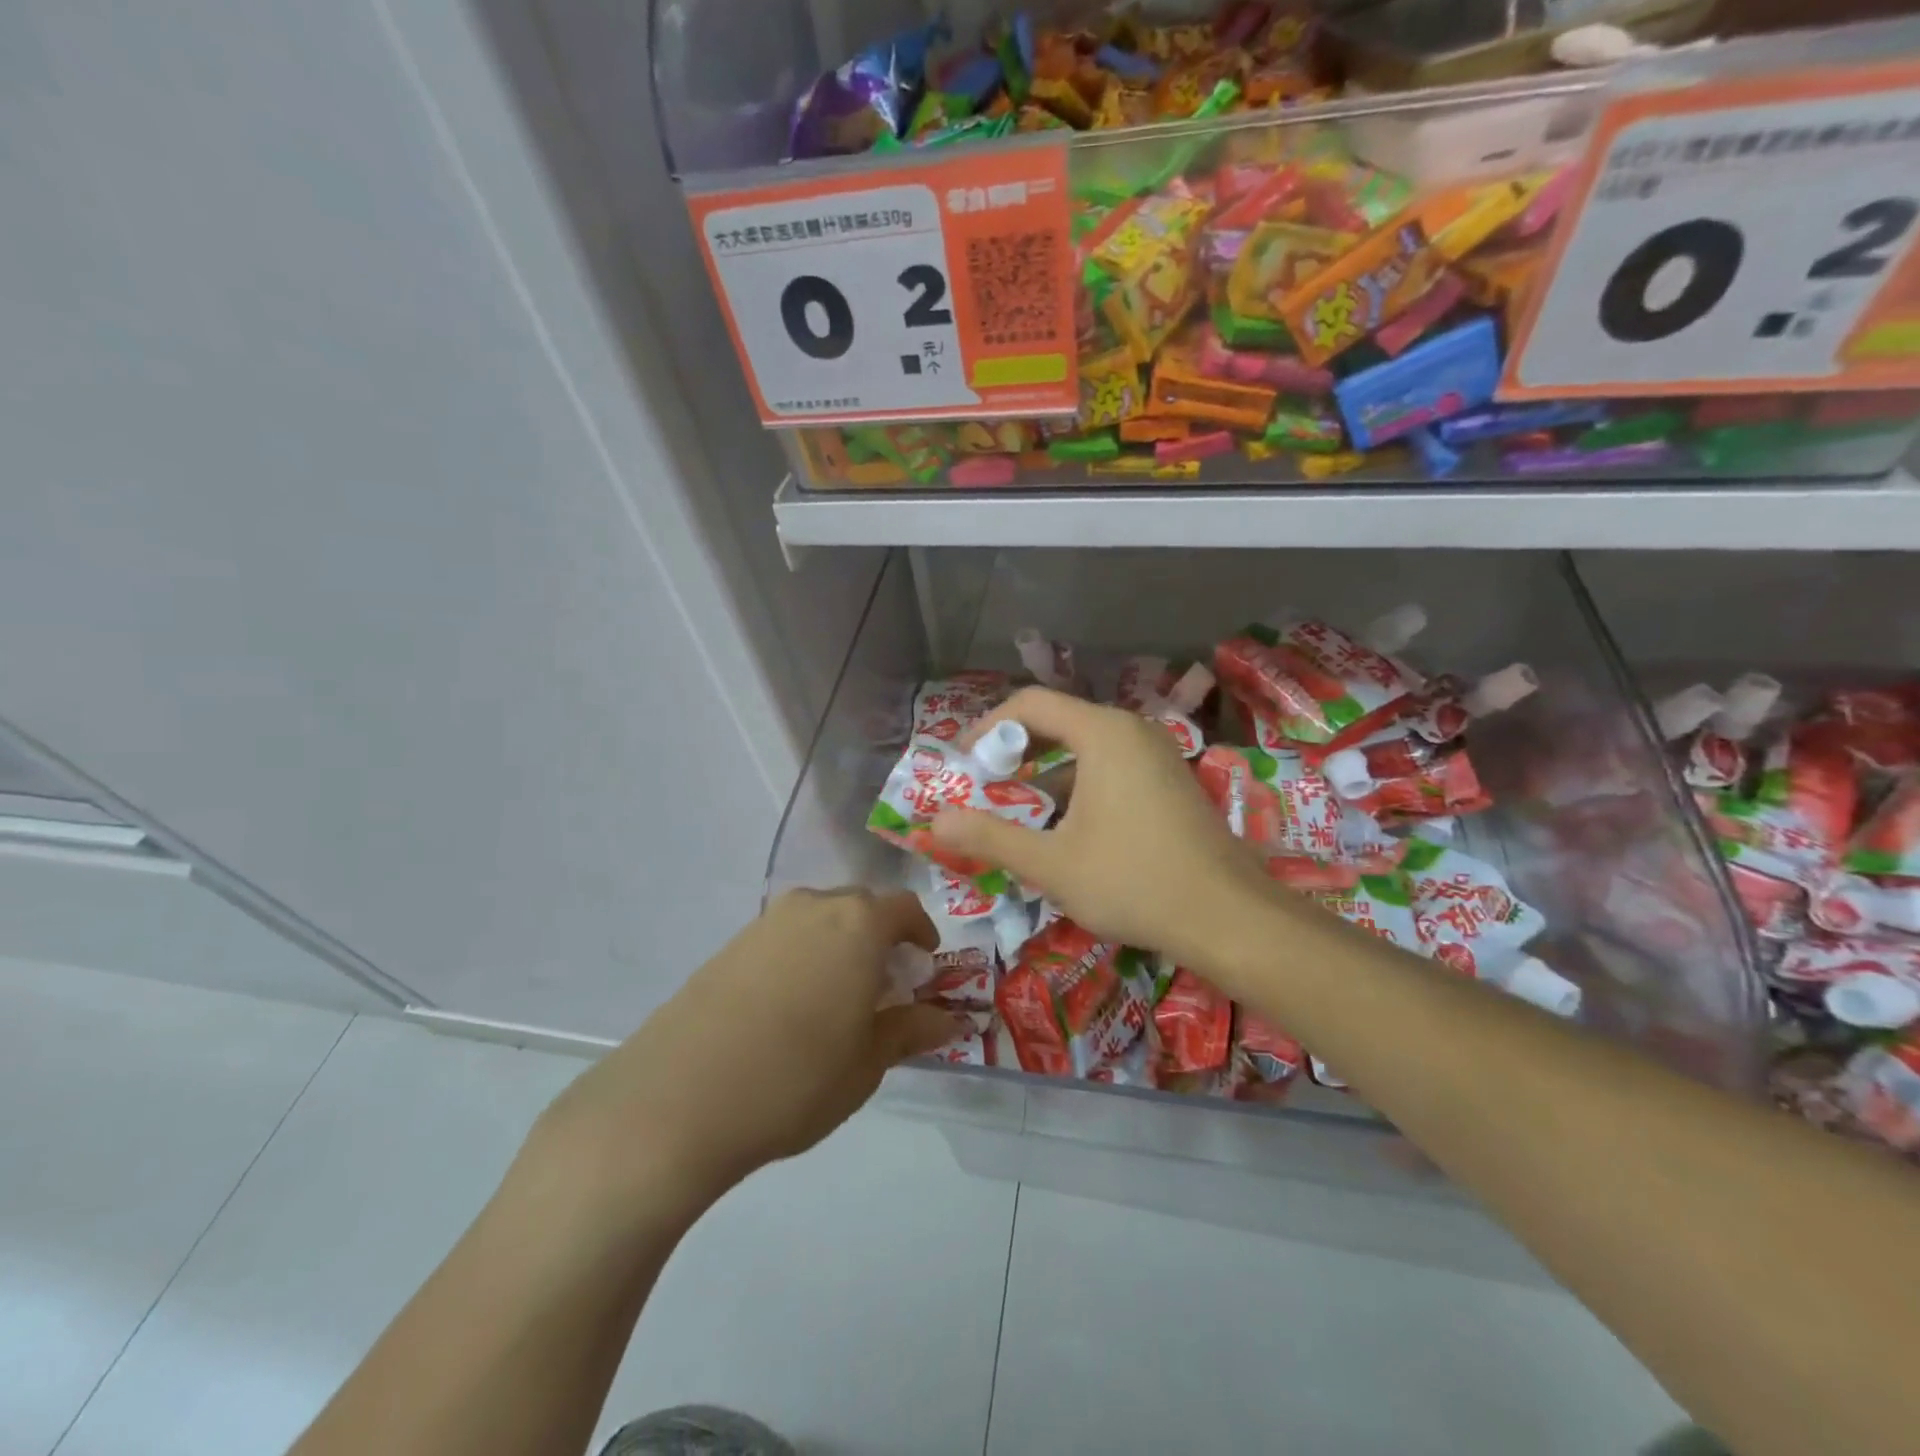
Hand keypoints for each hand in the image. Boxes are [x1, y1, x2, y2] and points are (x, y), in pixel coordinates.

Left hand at [532, 889, 956, 1222]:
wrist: (678, 1099)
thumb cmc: (796, 1077)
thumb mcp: (867, 1062)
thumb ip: (911, 1030)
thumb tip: (950, 1018)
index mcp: (857, 923)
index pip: (904, 907)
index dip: (921, 932)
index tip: (925, 965)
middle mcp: (813, 907)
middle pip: (860, 907)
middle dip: (880, 939)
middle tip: (885, 987)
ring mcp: (765, 923)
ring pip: (819, 920)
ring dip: (839, 947)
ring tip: (838, 1001)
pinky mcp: (729, 946)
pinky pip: (783, 938)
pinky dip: (802, 958)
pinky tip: (790, 1008)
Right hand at [931, 687, 1274, 974]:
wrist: (1229, 918)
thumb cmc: (1134, 882)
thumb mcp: (1051, 864)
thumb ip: (989, 837)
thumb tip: (936, 821)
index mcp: (1102, 733)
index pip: (1029, 704)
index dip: (986, 728)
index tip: (961, 764)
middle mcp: (1131, 730)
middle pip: (1057, 721)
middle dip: (1012, 752)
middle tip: (981, 788)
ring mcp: (1156, 755)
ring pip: (1084, 748)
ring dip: (1043, 774)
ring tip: (1014, 812)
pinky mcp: (1169, 781)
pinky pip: (1109, 767)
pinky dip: (1075, 786)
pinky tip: (1062, 829)